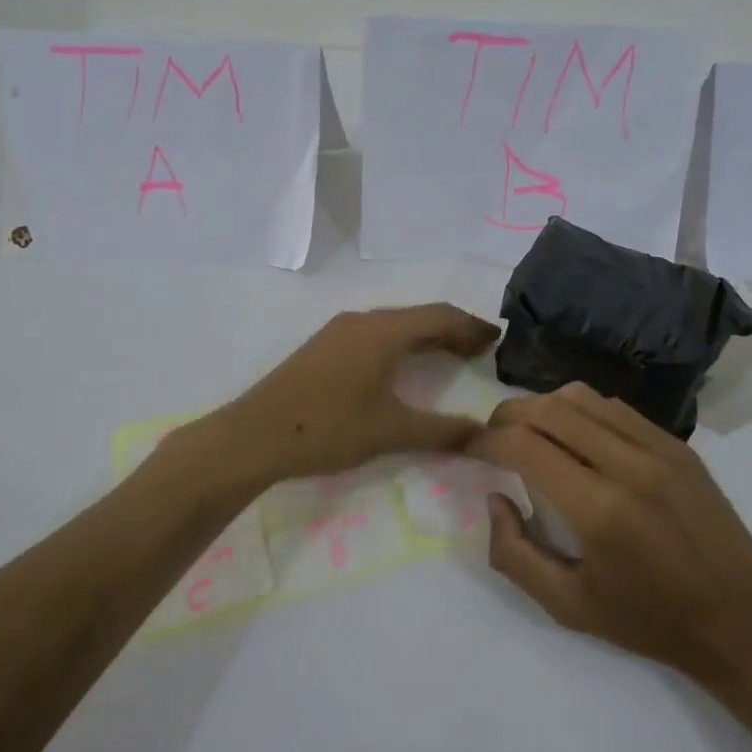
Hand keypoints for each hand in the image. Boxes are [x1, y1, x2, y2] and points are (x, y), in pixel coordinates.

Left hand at [211, 304, 499, 484]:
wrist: (254, 435)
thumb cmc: (328, 428)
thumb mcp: (391, 432)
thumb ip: (441, 431)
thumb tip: (484, 434)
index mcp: (384, 331)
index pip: (440, 316)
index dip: (472, 326)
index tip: (498, 338)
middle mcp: (364, 320)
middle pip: (419, 316)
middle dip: (453, 329)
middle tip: (481, 349)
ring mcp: (340, 330)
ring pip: (396, 323)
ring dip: (426, 335)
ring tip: (450, 355)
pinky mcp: (325, 345)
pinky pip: (376, 333)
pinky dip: (401, 342)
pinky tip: (403, 364)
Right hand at [469, 383, 751, 686]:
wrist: (741, 619)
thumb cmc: (650, 621)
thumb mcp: (568, 607)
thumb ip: (515, 554)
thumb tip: (495, 499)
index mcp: (600, 509)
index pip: (525, 445)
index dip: (486, 441)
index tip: (469, 449)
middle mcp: (628, 464)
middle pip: (549, 408)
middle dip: (506, 415)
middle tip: (491, 437)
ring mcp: (658, 447)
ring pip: (581, 397)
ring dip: (543, 406)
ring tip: (528, 431)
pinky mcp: (676, 444)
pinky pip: (614, 407)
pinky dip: (581, 410)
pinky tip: (574, 436)